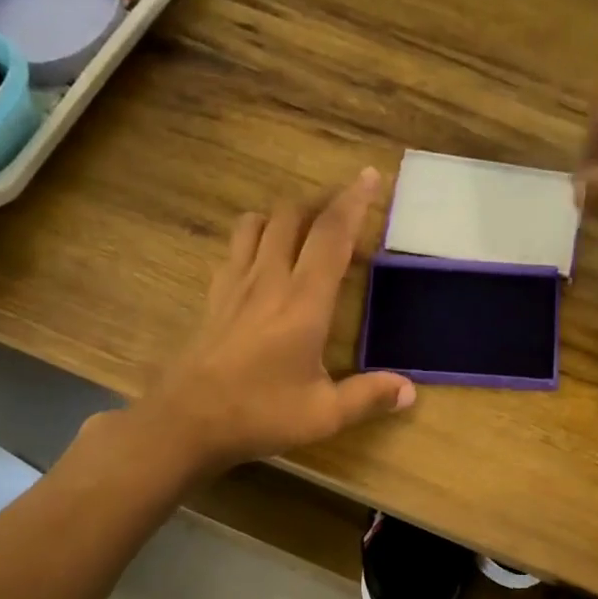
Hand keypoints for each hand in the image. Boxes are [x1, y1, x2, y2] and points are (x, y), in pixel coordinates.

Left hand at [143, 170, 414, 473]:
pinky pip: (235, 248)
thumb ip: (368, 397)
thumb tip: (410, 391)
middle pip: (293, 216)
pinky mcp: (214, 296)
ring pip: (258, 223)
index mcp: (303, 303)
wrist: (187, 421)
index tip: (371, 177)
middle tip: (344, 216)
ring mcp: (235, 284)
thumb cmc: (259, 415)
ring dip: (285, 217)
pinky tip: (264, 263)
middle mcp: (269, 280)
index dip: (354, 202)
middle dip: (322, 204)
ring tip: (305, 233)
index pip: (332, 236)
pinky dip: (255, 238)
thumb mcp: (323, 415)